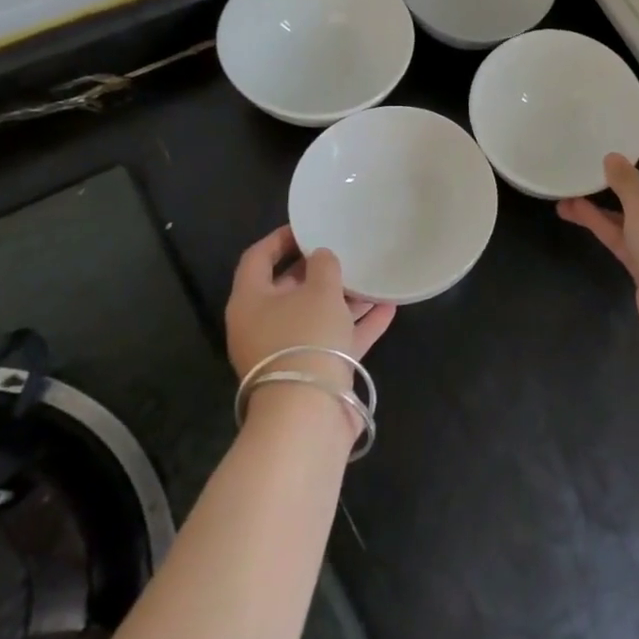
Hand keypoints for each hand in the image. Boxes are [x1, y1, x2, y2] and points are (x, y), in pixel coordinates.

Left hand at [225, 225, 395, 385]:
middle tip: (344, 249)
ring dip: (343, 296)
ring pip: (315, 314)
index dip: (281, 238)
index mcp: (250, 301)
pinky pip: (335, 339)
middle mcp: (262, 325)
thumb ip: (323, 265)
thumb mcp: (319, 290)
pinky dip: (358, 324)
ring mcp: (287, 350)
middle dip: (317, 269)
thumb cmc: (306, 337)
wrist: (309, 413)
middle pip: (287, 288)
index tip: (309, 225)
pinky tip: (388, 307)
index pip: (258, 258)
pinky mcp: (312, 371)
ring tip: (372, 275)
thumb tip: (321, 257)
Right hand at [558, 139, 638, 363]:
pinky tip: (571, 210)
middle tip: (590, 161)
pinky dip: (600, 223)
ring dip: (601, 202)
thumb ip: (624, 177)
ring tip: (569, 187)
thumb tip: (613, 158)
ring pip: (629, 212)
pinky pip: (622, 234)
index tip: (617, 137)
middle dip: (618, 176)